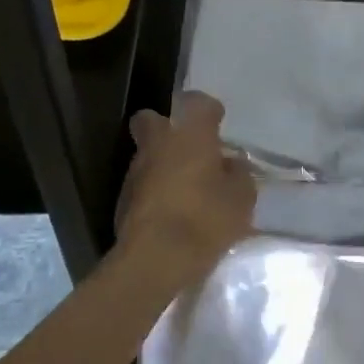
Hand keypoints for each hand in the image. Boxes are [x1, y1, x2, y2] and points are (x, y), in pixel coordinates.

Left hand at [116, 92, 255, 288]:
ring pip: (147, 154)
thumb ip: (238, 175)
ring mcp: (135, 172)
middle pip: (152, 120)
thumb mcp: (242, 197)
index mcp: (190, 134)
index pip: (197, 102)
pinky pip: (143, 185)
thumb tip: (231, 166)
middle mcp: (158, 144)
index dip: (208, 110)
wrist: (154, 261)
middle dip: (166, 127)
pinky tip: (172, 213)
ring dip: (162, 164)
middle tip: (189, 148)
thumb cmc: (205, 218)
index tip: (218, 122)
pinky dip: (155, 192)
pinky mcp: (122, 201)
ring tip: (186, 189)